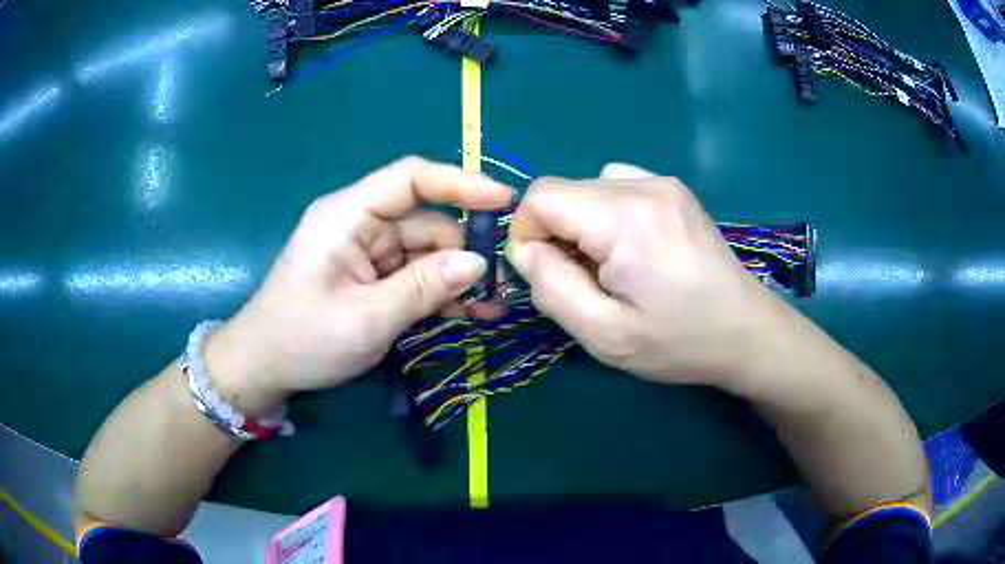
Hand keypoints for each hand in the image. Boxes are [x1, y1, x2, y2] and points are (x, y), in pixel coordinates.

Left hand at [205, 157, 512, 413]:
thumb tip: (478, 263)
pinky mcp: (369, 274)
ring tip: (489, 308)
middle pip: (424, 220)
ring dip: (455, 277)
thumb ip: (422, 287)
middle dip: (463, 250)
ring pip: (424, 250)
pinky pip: (412, 273)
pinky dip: (437, 290)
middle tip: (501, 286)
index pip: (410, 179)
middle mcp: (358, 223)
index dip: (460, 183)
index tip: (503, 201)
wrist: (263, 366)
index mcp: (347, 215)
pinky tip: (465, 313)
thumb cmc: (302, 340)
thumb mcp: (366, 320)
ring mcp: (364, 250)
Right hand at [505, 163, 787, 387]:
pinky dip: (605, 213)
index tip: (543, 272)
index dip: (527, 233)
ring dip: (580, 224)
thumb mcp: (604, 334)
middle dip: (555, 233)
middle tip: (580, 279)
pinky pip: (617, 185)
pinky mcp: (674, 189)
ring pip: (587, 187)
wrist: (744, 331)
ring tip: (607, 265)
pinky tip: (629, 245)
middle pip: (563, 190)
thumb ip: (551, 287)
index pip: (542, 196)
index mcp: (625, 219)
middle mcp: (644, 186)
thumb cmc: (677, 342)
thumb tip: (524, 249)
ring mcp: (663, 183)